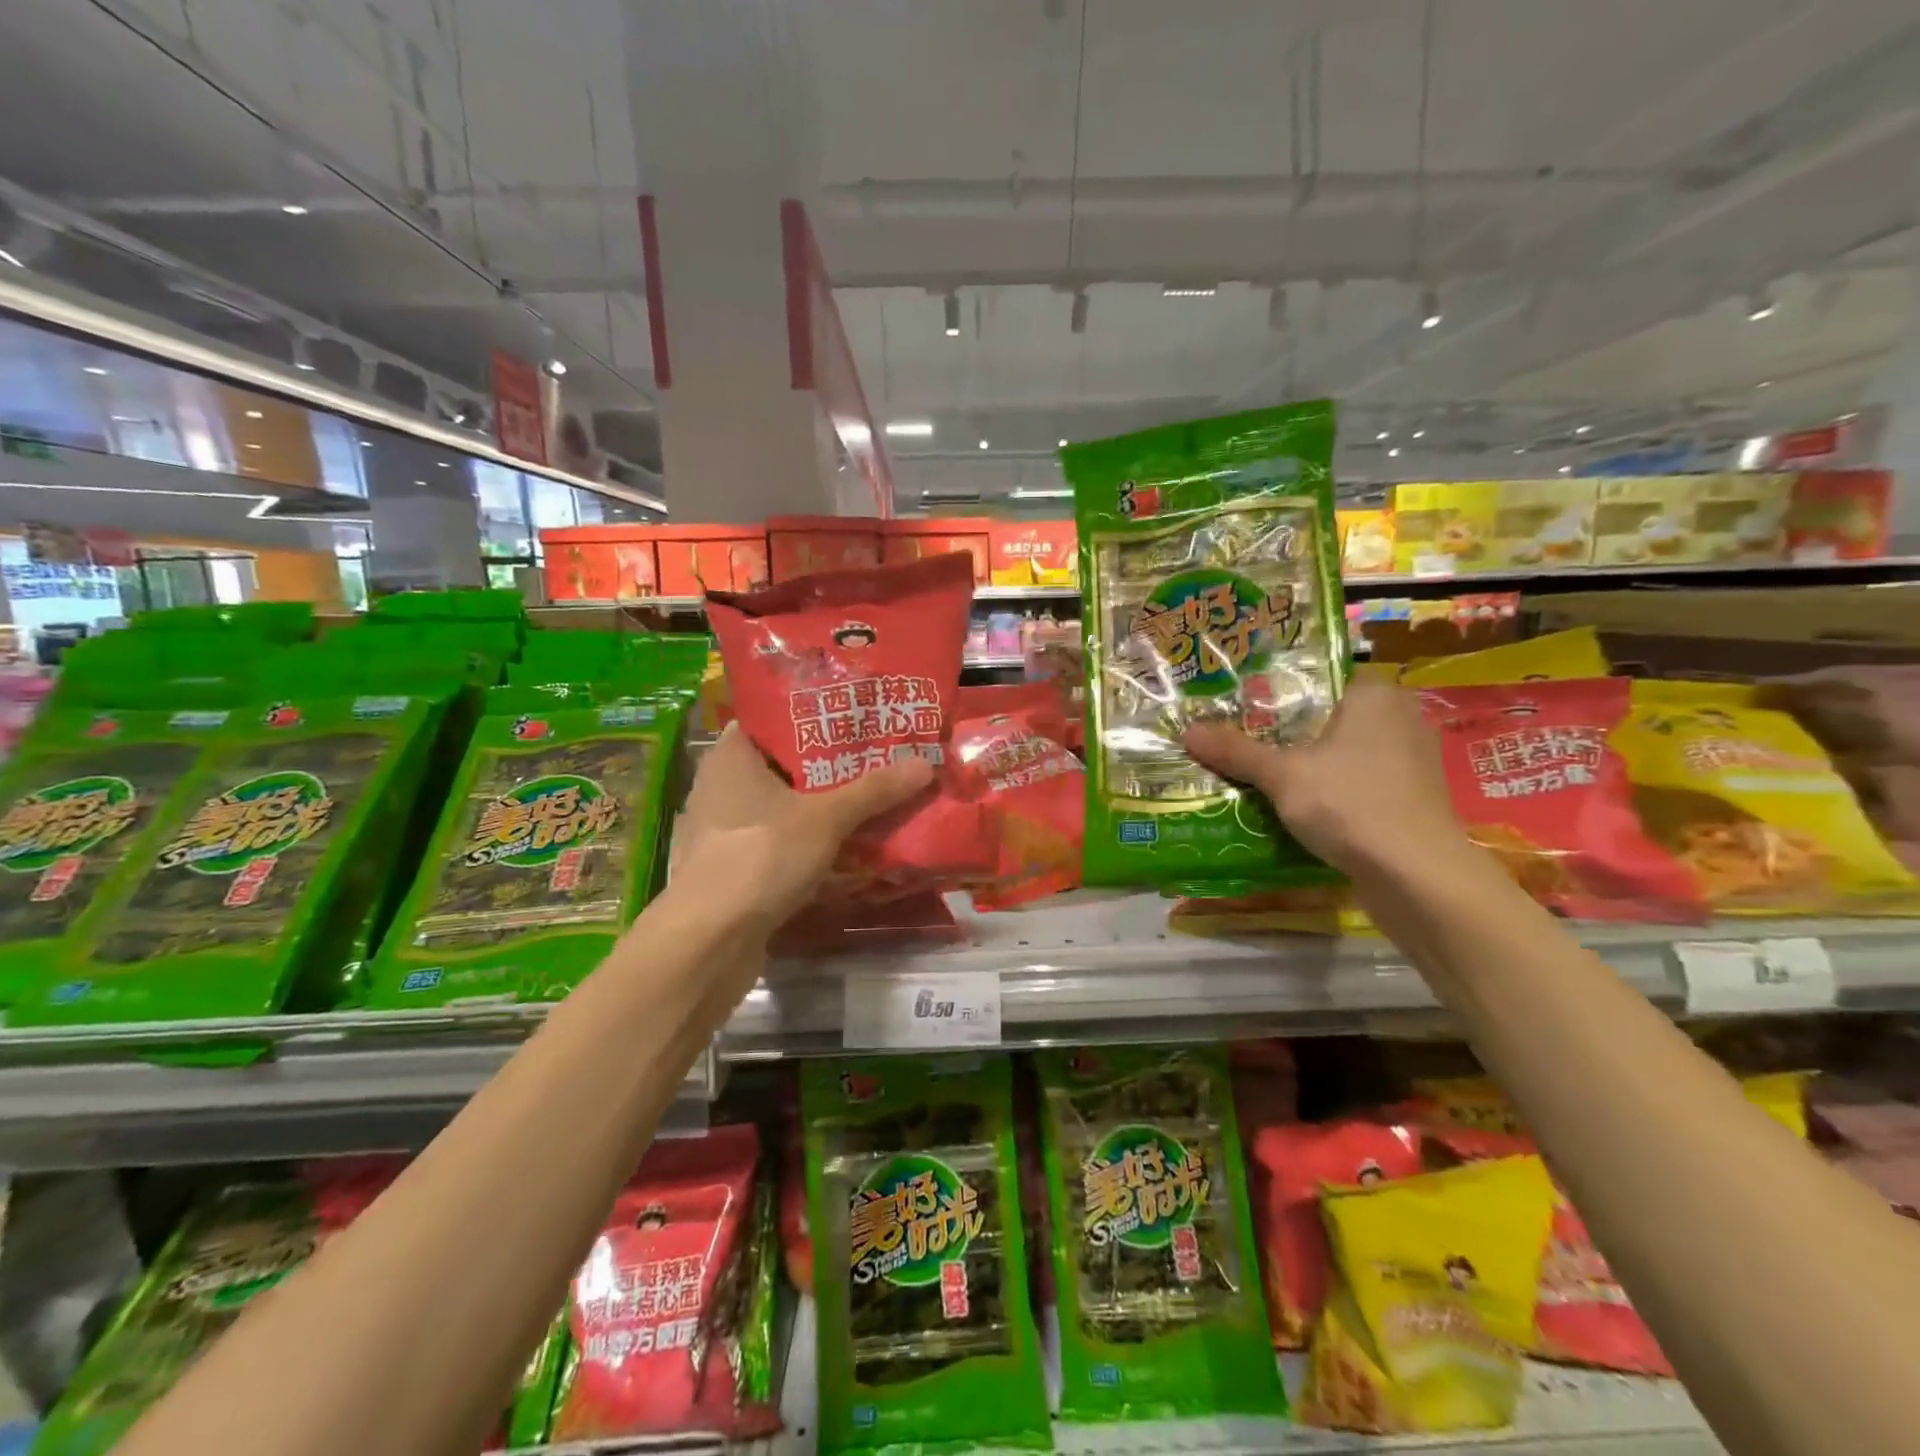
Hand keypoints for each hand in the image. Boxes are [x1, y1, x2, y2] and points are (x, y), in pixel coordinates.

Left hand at [669, 723, 934, 933]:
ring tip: (868, 803)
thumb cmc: (762, 856)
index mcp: (731, 758)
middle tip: (875, 761)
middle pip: (783, 769)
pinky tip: (842, 850)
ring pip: (781, 810)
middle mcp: (720, 788)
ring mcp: (722, 833)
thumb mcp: (826, 818)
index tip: (854, 721)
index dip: (812, 720)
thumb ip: (873, 791)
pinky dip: (806, 846)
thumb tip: (925, 763)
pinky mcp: (730, 871)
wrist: (711, 941)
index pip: (772, 722)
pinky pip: (777, 846)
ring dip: (819, 811)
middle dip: (828, 769)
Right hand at [1182, 675, 1468, 877]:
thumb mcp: (1281, 775)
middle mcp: (1401, 719)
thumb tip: (1187, 731)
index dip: (1282, 691)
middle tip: (1244, 739)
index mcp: (1375, 696)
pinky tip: (1300, 808)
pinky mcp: (1413, 801)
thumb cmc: (1350, 804)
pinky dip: (1333, 792)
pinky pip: (1361, 784)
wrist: (1417, 876)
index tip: (1244, 706)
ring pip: (1346, 754)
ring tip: (1263, 774)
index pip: (1323, 678)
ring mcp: (1412, 763)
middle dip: (1291, 732)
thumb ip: (1236, 751)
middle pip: (1331, 717)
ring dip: (1311, 766)